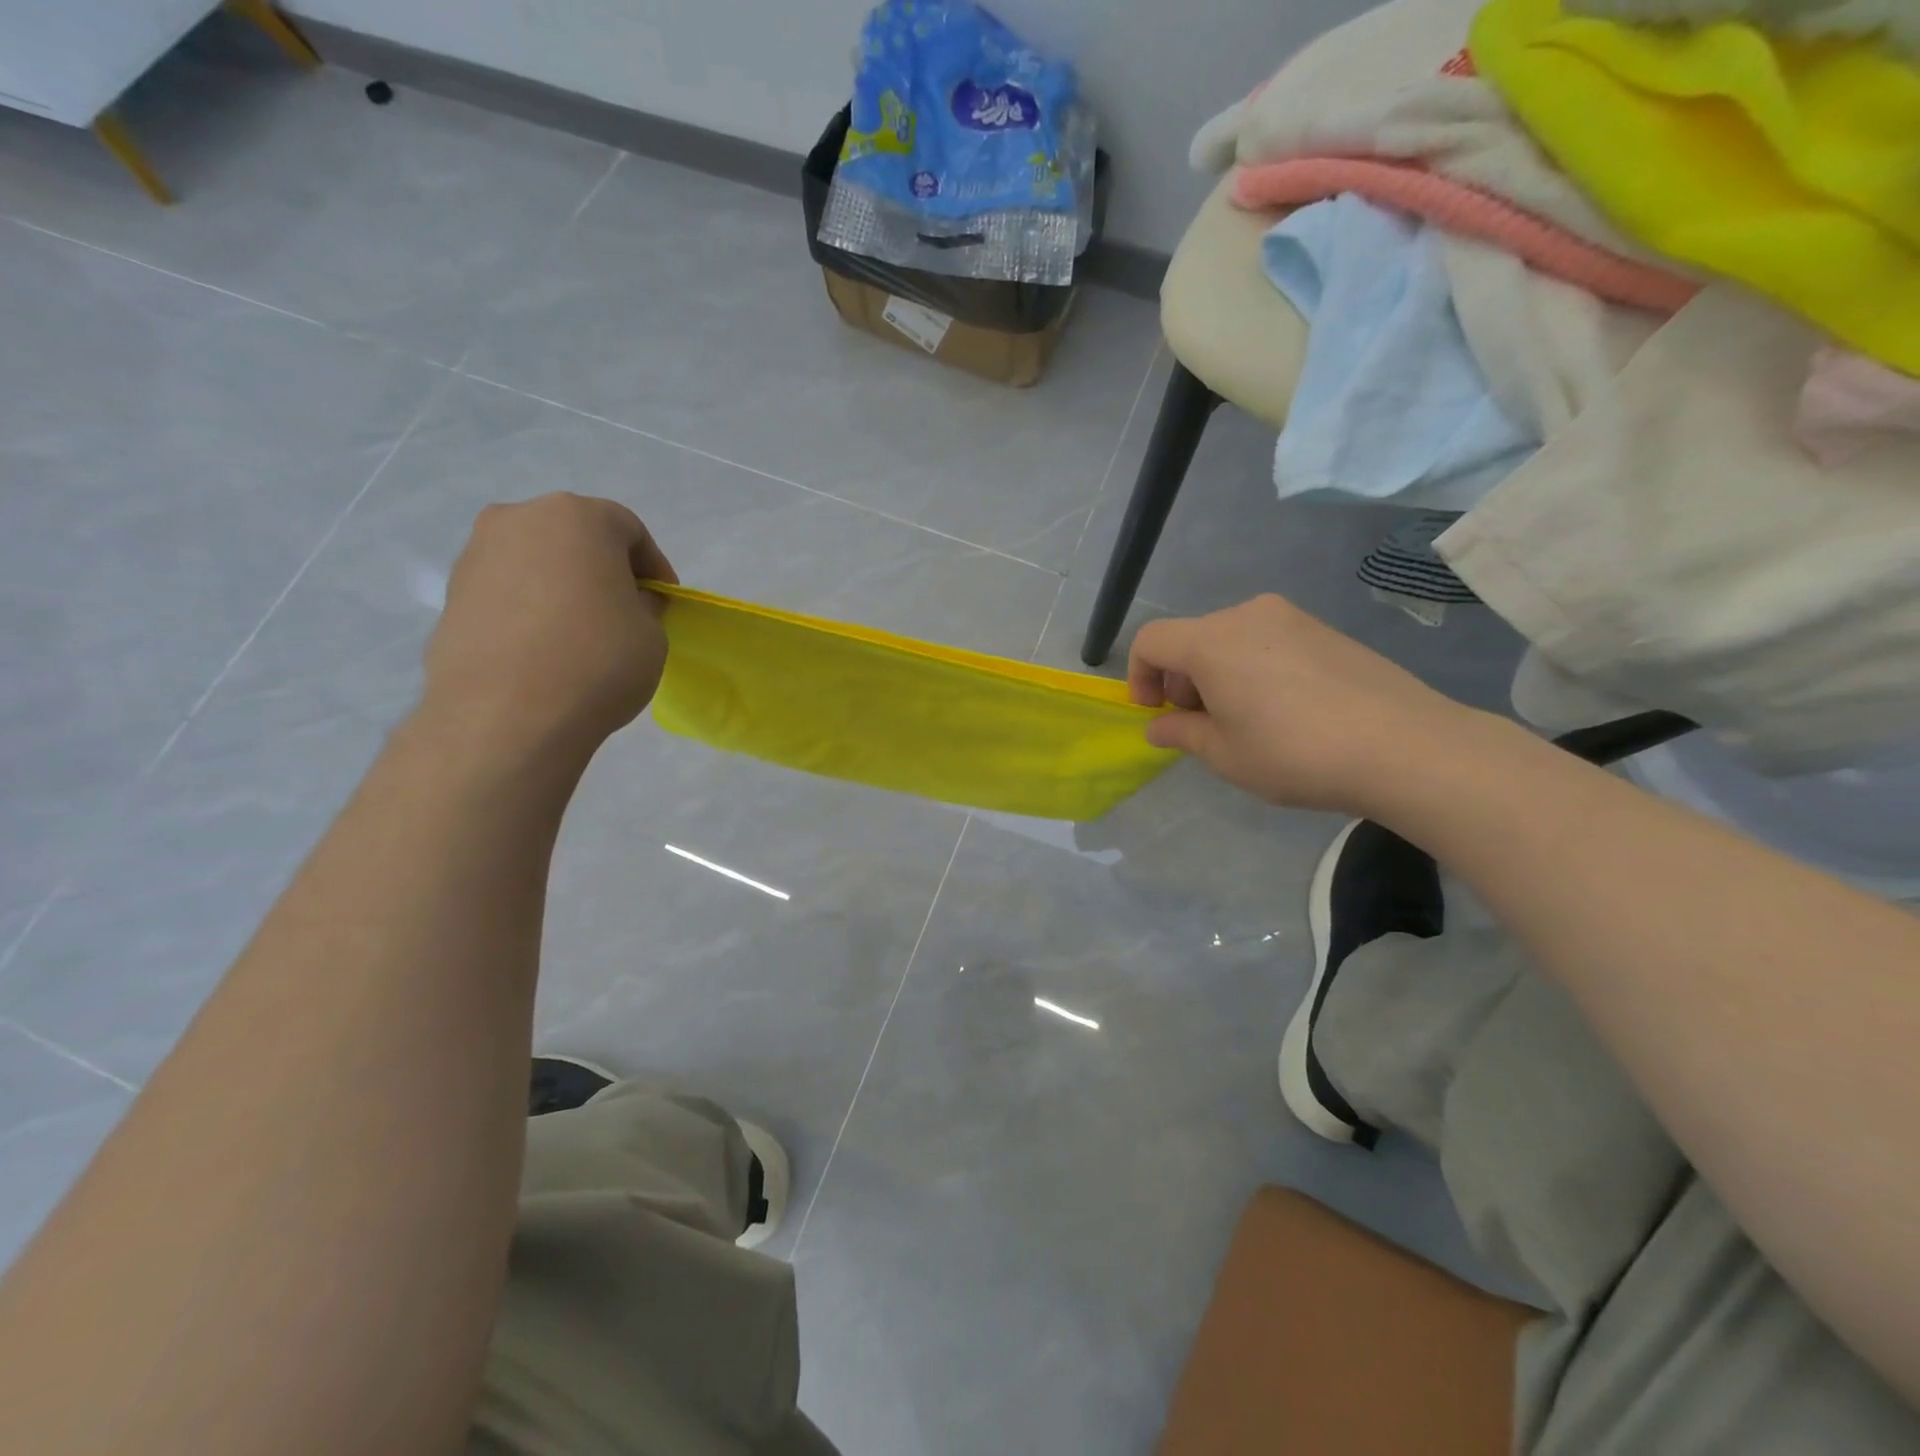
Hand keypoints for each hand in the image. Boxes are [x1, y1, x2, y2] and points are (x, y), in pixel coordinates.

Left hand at [421, 494, 676, 758]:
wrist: (506, 716)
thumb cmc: (598, 661)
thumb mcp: (652, 634)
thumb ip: (643, 606)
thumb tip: (623, 603)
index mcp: (578, 518)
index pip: (629, 530)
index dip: (654, 567)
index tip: (663, 603)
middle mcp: (519, 520)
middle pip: (575, 537)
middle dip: (603, 570)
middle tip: (623, 612)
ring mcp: (476, 556)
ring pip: (536, 563)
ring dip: (562, 589)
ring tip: (579, 636)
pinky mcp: (450, 596)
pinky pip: (506, 594)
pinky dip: (529, 612)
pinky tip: (544, 652)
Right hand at [1127, 594, 1474, 813]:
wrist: (1402, 745)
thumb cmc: (1294, 753)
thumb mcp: (1224, 754)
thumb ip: (1181, 732)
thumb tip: (1158, 725)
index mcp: (1211, 641)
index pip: (1151, 641)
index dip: (1138, 676)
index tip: (1154, 712)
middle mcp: (1247, 615)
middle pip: (1191, 638)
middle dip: (1181, 679)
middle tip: (1202, 724)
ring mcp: (1291, 617)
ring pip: (1230, 639)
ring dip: (1217, 674)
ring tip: (1245, 719)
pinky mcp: (1324, 629)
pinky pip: (1267, 641)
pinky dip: (1253, 667)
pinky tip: (1284, 708)